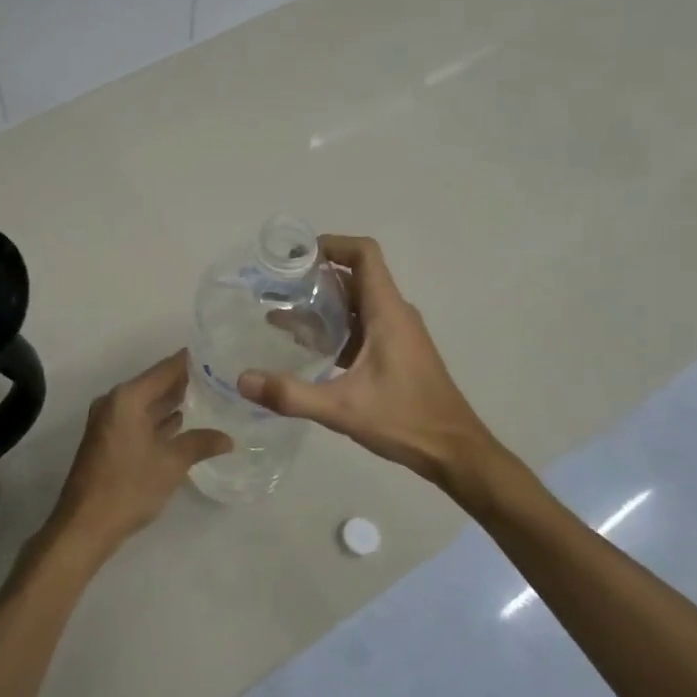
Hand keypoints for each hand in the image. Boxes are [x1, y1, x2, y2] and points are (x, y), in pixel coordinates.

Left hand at [40, 351, 230, 572]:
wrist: (85, 525)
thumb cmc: (128, 488)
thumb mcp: (171, 464)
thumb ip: (200, 443)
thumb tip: (228, 438)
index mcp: (128, 398)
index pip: (166, 369)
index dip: (191, 361)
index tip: (217, 353)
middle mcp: (115, 402)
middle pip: (155, 383)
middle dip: (185, 382)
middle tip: (221, 377)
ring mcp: (109, 421)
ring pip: (147, 403)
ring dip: (173, 402)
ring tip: (210, 397)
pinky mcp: (108, 439)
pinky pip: (139, 419)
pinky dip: (159, 420)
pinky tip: (183, 424)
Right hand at [238, 235, 511, 503]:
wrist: (454, 452)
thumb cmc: (405, 420)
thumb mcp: (342, 409)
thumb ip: (291, 395)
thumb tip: (242, 380)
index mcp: (388, 313)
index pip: (364, 255)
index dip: (332, 244)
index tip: (295, 256)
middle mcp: (395, 314)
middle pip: (355, 277)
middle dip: (316, 277)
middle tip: (276, 288)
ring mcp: (398, 334)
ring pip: (357, 303)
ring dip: (323, 304)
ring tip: (282, 316)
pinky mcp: (396, 352)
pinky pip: (362, 325)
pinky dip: (335, 327)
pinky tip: (309, 348)